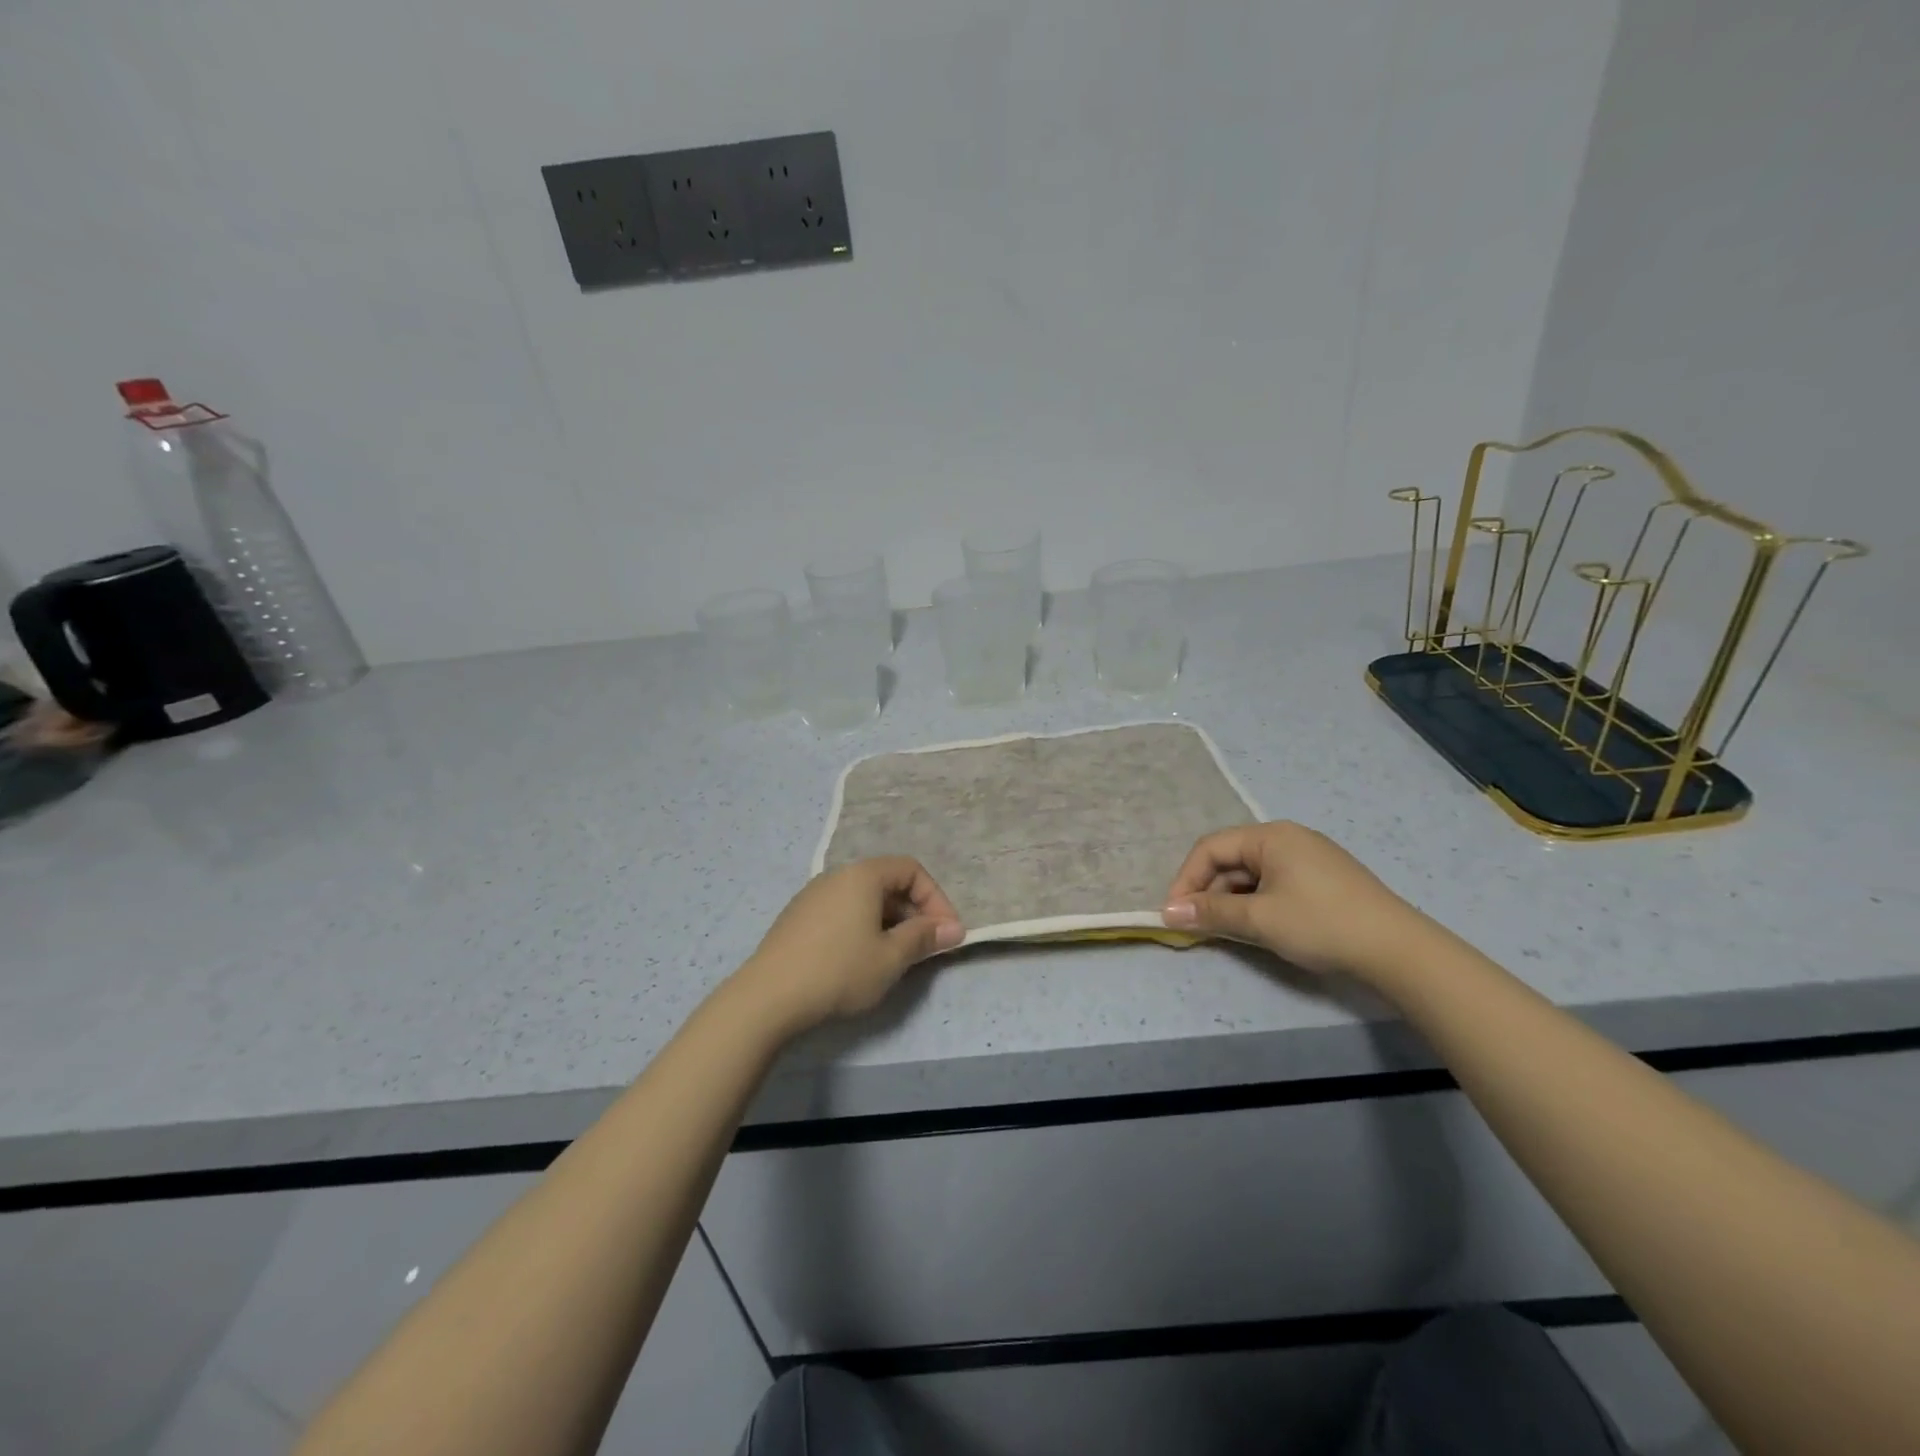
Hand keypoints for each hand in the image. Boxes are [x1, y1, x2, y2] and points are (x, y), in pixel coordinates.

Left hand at [734, 857, 964, 1031]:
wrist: (768, 997)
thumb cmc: (839, 970)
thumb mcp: (891, 958)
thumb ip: (925, 938)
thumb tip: (955, 928)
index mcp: (862, 875)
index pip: (911, 870)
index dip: (936, 899)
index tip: (945, 933)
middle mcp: (836, 876)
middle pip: (887, 883)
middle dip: (913, 913)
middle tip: (924, 948)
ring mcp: (812, 896)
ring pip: (863, 900)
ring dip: (888, 923)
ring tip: (894, 958)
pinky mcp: (797, 918)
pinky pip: (842, 912)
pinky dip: (862, 928)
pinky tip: (859, 961)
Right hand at [1161, 821, 1425, 978]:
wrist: (1398, 950)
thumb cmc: (1321, 924)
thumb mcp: (1259, 919)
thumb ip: (1210, 913)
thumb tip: (1167, 912)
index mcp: (1270, 836)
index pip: (1210, 848)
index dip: (1186, 879)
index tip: (1174, 913)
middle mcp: (1287, 838)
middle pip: (1231, 859)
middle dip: (1208, 891)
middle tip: (1197, 926)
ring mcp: (1309, 858)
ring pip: (1253, 874)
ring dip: (1231, 900)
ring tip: (1225, 931)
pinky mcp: (1323, 880)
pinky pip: (1274, 884)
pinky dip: (1256, 903)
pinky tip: (1258, 927)